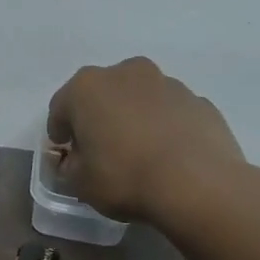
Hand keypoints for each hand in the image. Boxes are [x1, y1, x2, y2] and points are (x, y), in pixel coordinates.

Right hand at [46, 57, 247, 222]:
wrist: (198, 185)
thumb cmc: (125, 178)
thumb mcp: (80, 183)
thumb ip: (68, 166)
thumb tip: (72, 158)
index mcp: (88, 87)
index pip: (60, 107)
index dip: (60, 132)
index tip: (65, 154)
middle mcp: (127, 73)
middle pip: (102, 94)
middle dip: (98, 118)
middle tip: (101, 150)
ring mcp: (168, 83)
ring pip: (139, 99)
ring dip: (133, 119)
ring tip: (139, 155)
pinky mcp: (199, 101)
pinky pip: (170, 113)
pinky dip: (164, 127)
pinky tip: (168, 156)